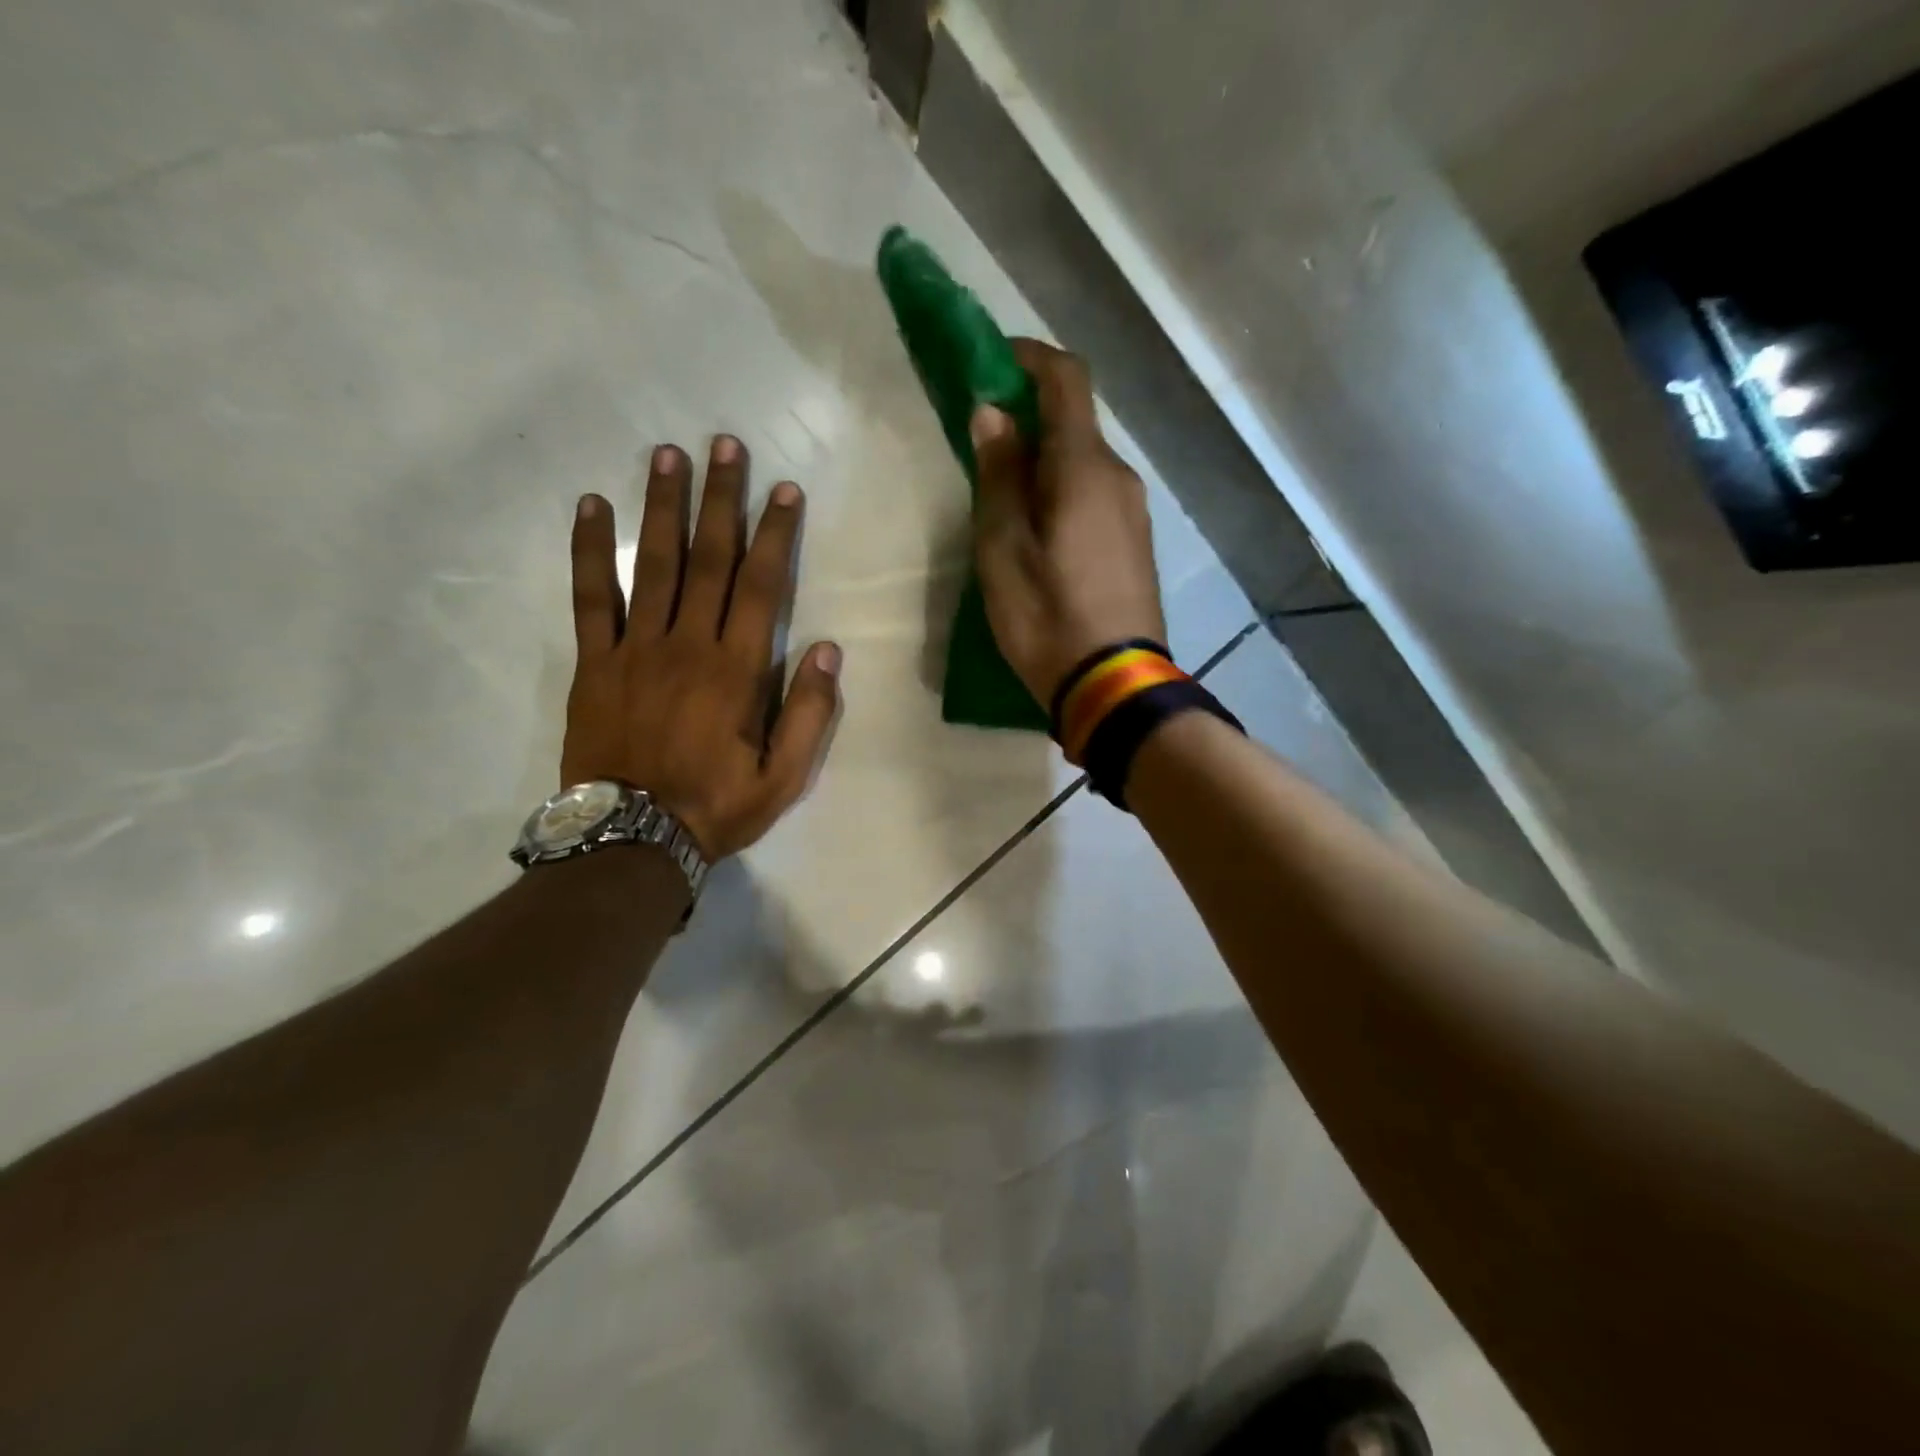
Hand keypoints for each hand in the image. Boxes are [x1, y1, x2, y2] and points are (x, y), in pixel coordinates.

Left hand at [561, 436, 840, 859]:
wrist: (632, 839)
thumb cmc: (716, 807)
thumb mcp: (784, 777)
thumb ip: (808, 713)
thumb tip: (827, 650)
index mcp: (737, 670)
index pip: (761, 586)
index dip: (775, 534)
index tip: (783, 489)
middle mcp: (688, 645)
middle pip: (709, 559)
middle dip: (721, 499)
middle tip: (724, 444)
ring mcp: (636, 649)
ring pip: (653, 564)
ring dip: (662, 506)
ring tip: (667, 454)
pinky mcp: (594, 662)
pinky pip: (591, 597)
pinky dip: (590, 550)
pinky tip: (591, 505)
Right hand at [970, 339, 1166, 707]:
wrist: (1113, 686)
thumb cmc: (1047, 616)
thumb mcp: (1003, 548)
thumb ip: (999, 475)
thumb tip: (994, 413)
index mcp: (1084, 467)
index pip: (1066, 379)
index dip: (1028, 358)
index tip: (990, 363)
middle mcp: (1118, 477)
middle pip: (1075, 423)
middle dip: (1029, 417)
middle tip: (983, 444)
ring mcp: (1133, 512)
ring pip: (1084, 464)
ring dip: (1045, 461)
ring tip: (1004, 497)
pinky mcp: (1136, 545)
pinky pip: (1096, 497)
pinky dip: (1064, 492)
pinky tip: (1039, 531)